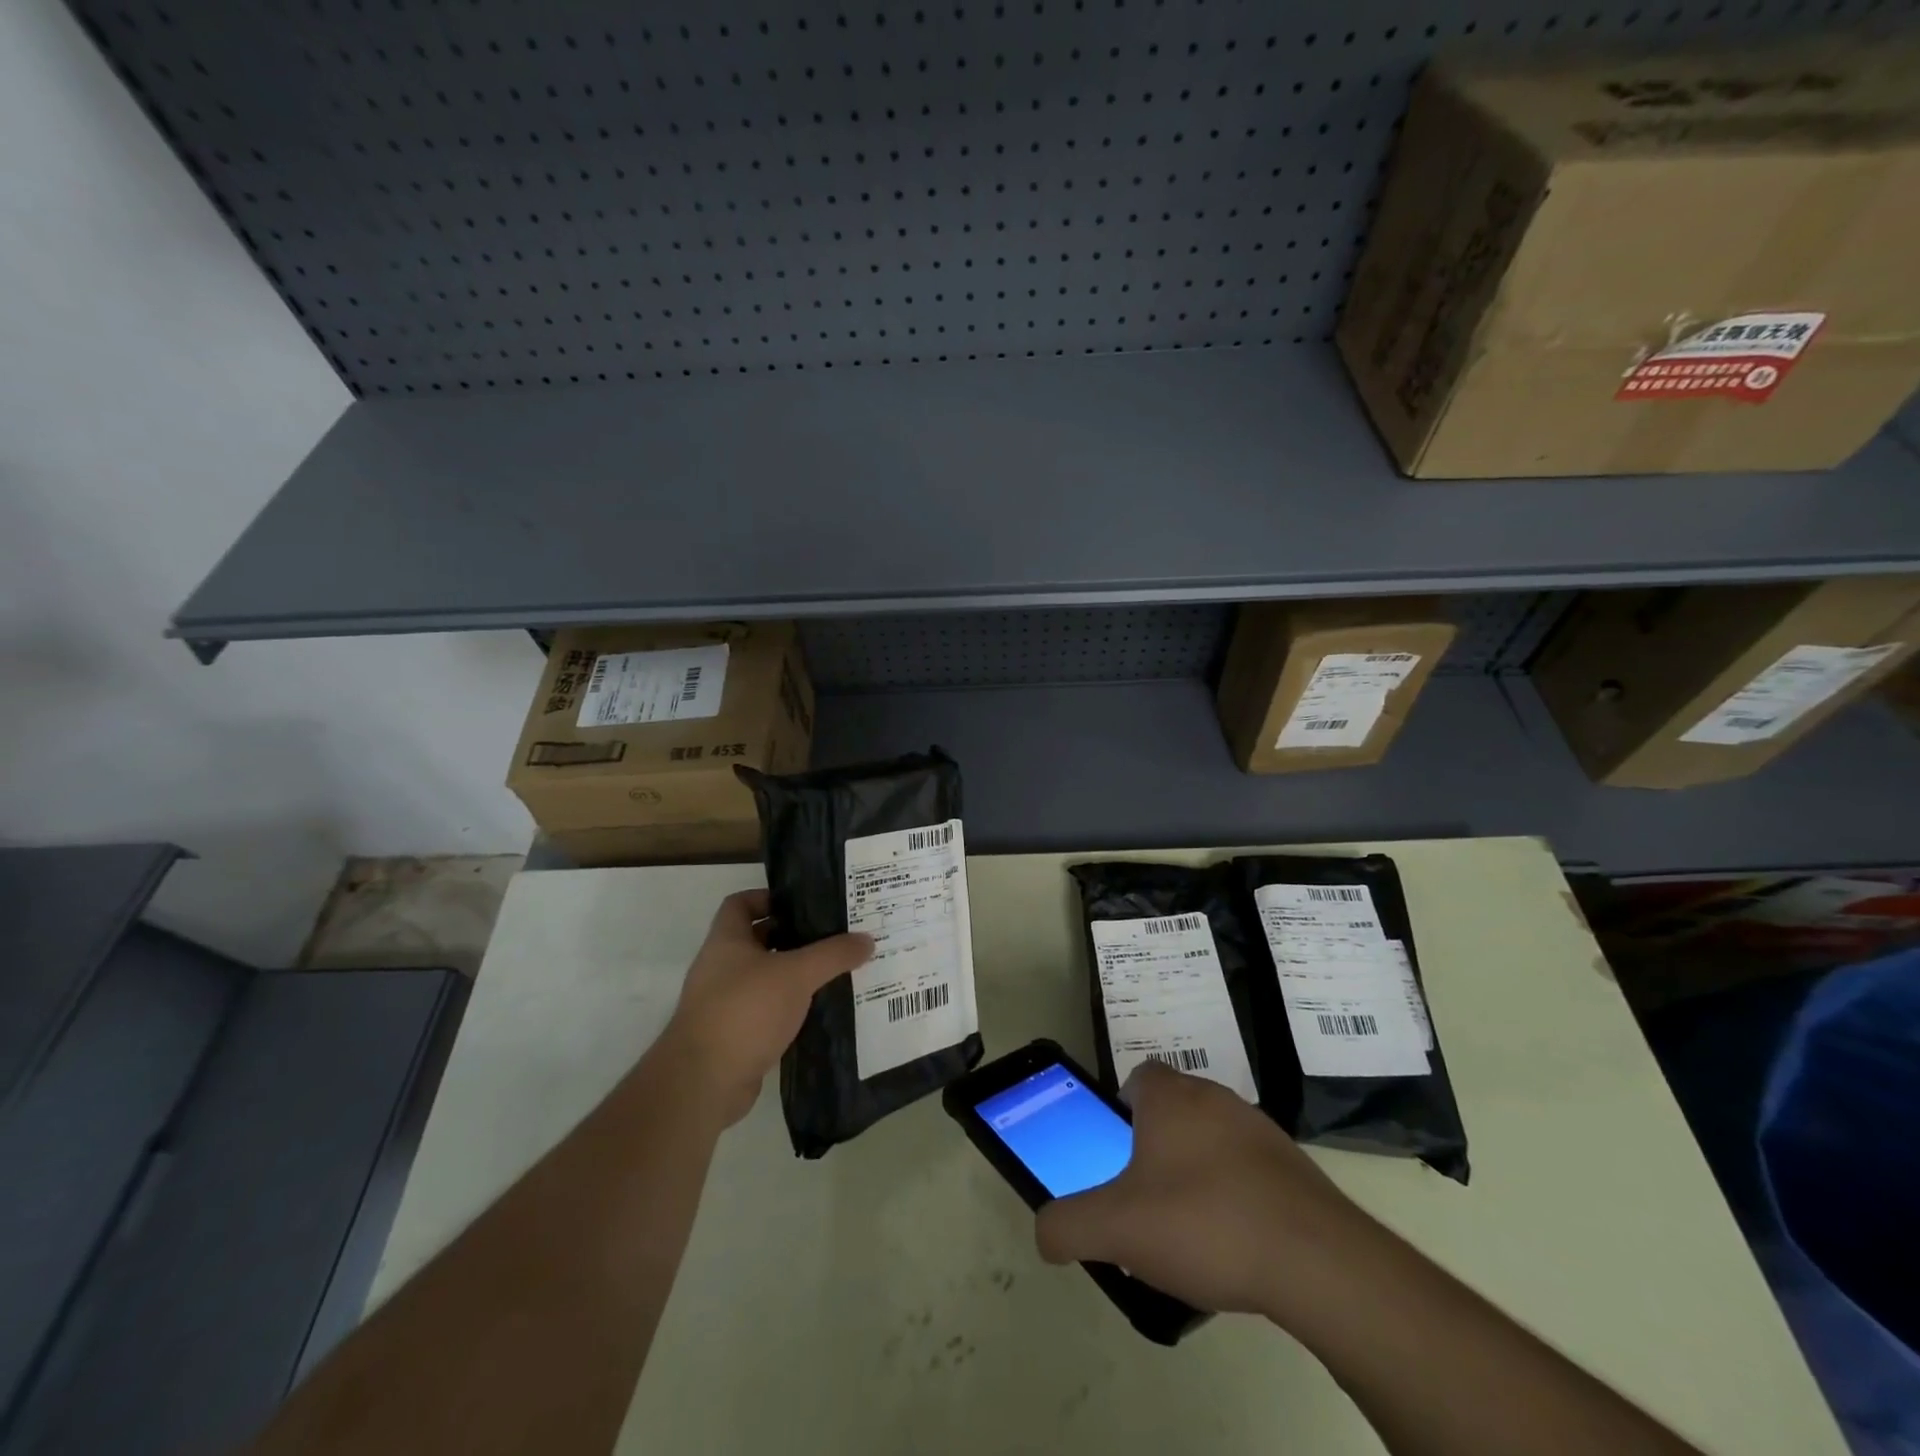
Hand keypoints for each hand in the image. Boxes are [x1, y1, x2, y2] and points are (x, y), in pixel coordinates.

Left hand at [656, 889, 872, 1126]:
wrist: (704, 1082)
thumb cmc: (745, 1010)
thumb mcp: (796, 974)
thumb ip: (833, 955)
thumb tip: (867, 939)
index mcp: (726, 941)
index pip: (741, 903)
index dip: (769, 897)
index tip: (805, 904)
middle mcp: (721, 967)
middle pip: (758, 939)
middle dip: (793, 937)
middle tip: (833, 936)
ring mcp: (725, 1003)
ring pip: (766, 977)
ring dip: (795, 975)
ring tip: (835, 971)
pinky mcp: (735, 1035)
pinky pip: (767, 1011)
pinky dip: (790, 1008)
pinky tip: (820, 1010)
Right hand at [1034, 1062, 1372, 1320]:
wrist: (1315, 1260)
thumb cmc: (1203, 1222)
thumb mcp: (1116, 1228)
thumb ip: (1068, 1225)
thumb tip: (1044, 1233)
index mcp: (1170, 1098)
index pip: (1138, 1077)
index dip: (1122, 1107)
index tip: (1117, 1149)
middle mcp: (1214, 1098)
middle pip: (1175, 1107)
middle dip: (1157, 1143)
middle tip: (1144, 1194)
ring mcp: (1260, 1130)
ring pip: (1213, 1137)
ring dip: (1198, 1168)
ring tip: (1190, 1226)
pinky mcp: (1294, 1167)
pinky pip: (1250, 1168)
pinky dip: (1236, 1193)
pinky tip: (1234, 1241)